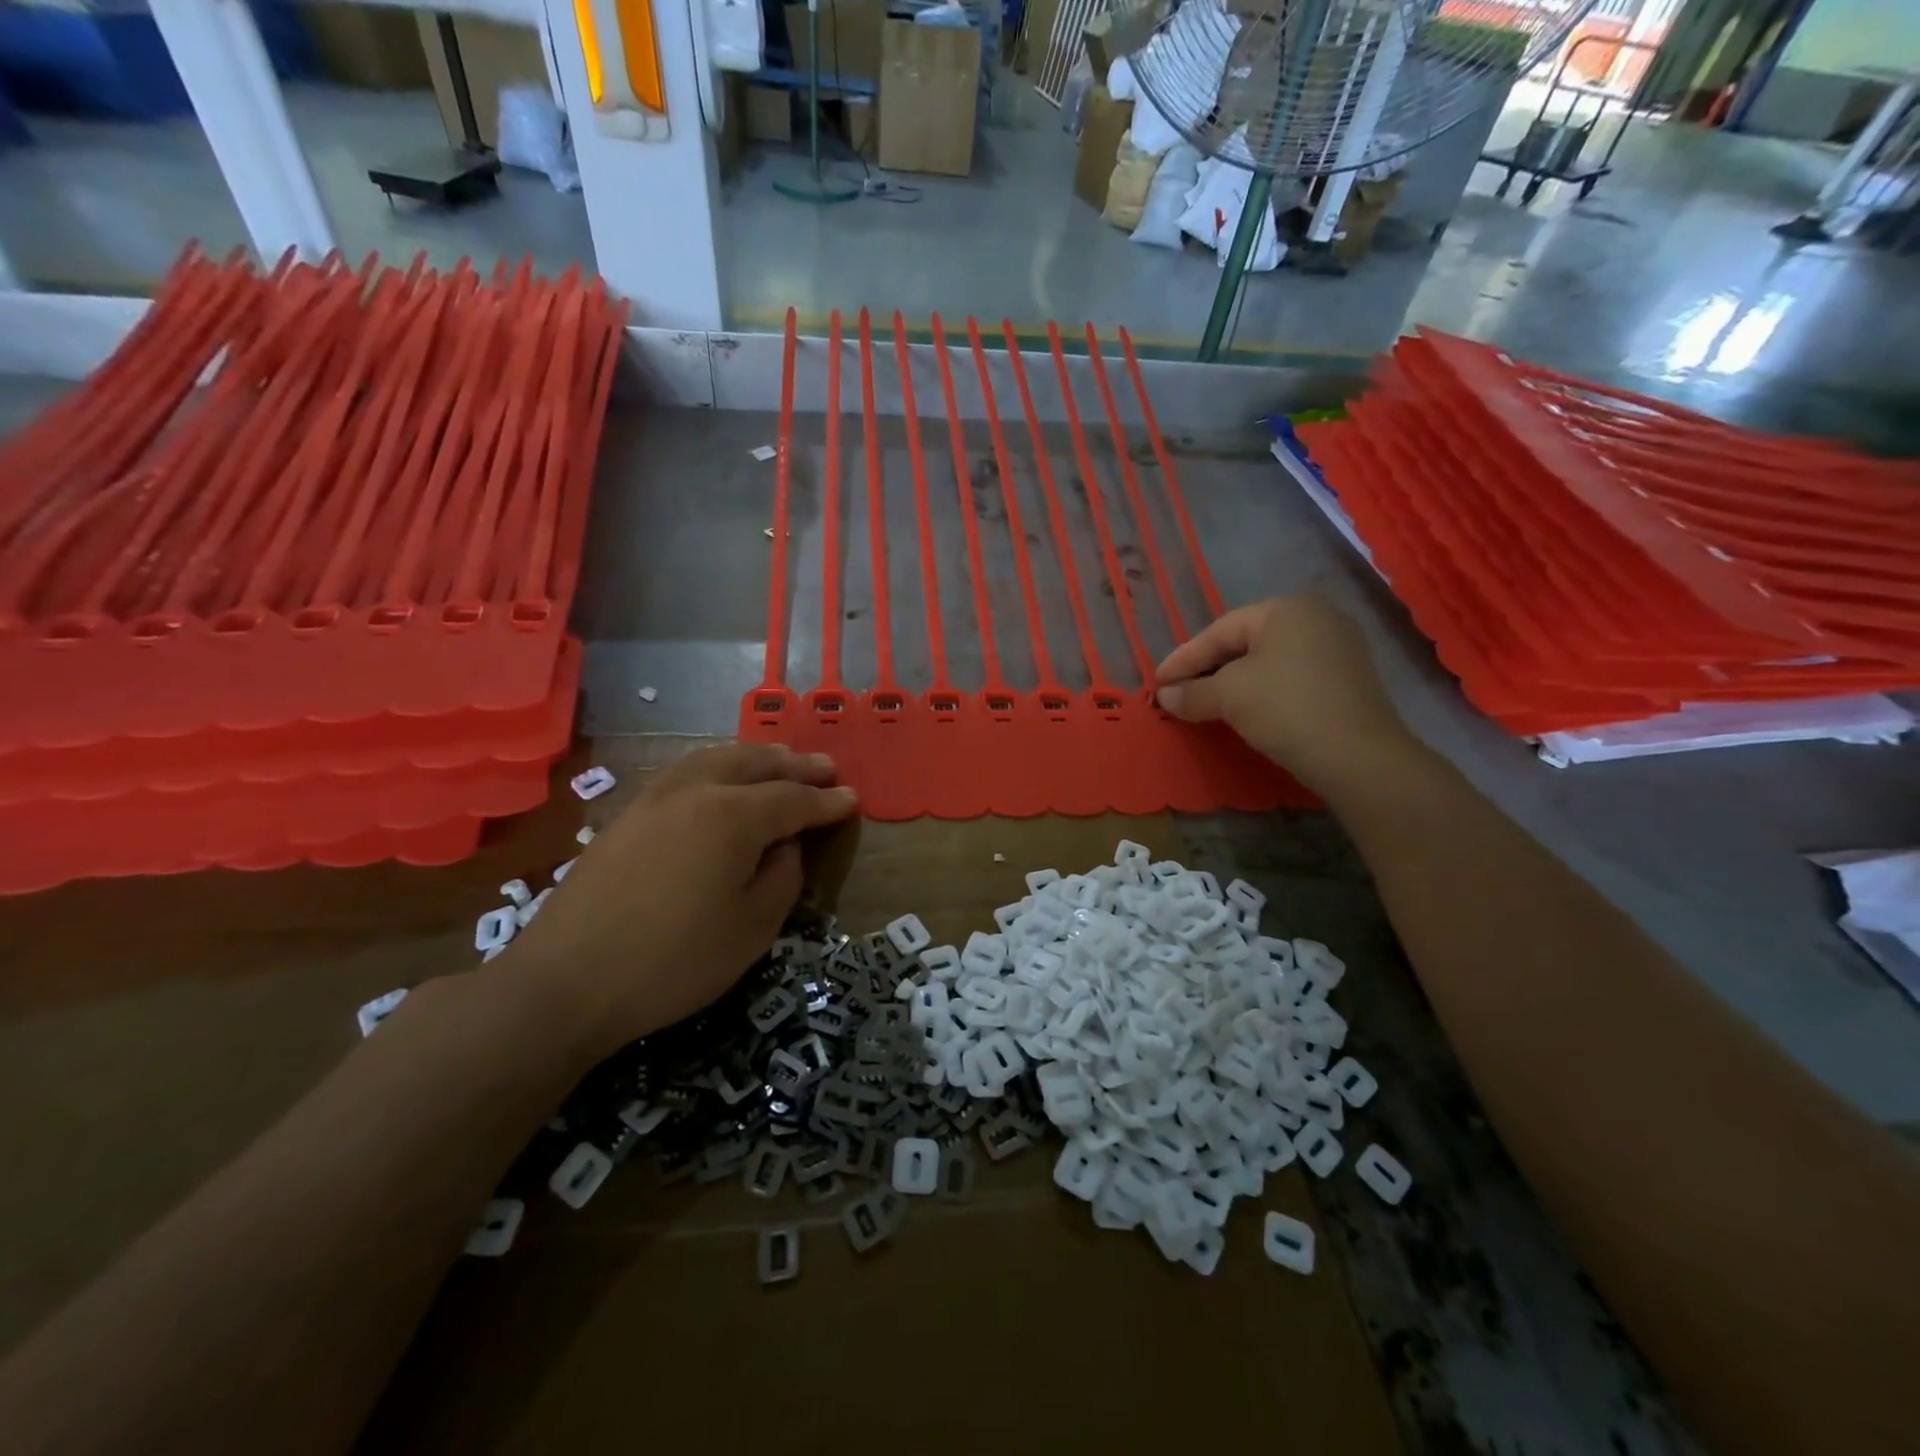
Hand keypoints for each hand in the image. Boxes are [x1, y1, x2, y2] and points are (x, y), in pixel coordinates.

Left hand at [505, 744, 857, 1052]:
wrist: (565, 981)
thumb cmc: (673, 962)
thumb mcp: (752, 930)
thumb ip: (782, 878)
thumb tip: (786, 846)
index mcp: (733, 816)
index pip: (793, 799)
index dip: (826, 801)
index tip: (852, 799)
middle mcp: (696, 790)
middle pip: (756, 764)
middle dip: (796, 766)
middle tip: (826, 768)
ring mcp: (656, 796)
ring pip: (716, 758)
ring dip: (756, 756)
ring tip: (780, 760)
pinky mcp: (628, 812)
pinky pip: (686, 769)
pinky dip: (717, 763)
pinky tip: (720, 775)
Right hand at [1155, 594, 1415, 794]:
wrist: (1358, 756)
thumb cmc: (1285, 709)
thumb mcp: (1228, 697)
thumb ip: (1191, 693)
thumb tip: (1165, 696)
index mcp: (1285, 609)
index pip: (1219, 631)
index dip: (1183, 658)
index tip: (1156, 682)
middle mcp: (1315, 618)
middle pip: (1244, 642)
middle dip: (1207, 669)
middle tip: (1177, 692)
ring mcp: (1337, 648)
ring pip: (1267, 661)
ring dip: (1232, 682)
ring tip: (1205, 703)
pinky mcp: (1347, 679)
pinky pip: (1290, 677)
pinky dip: (1261, 691)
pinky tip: (1245, 711)